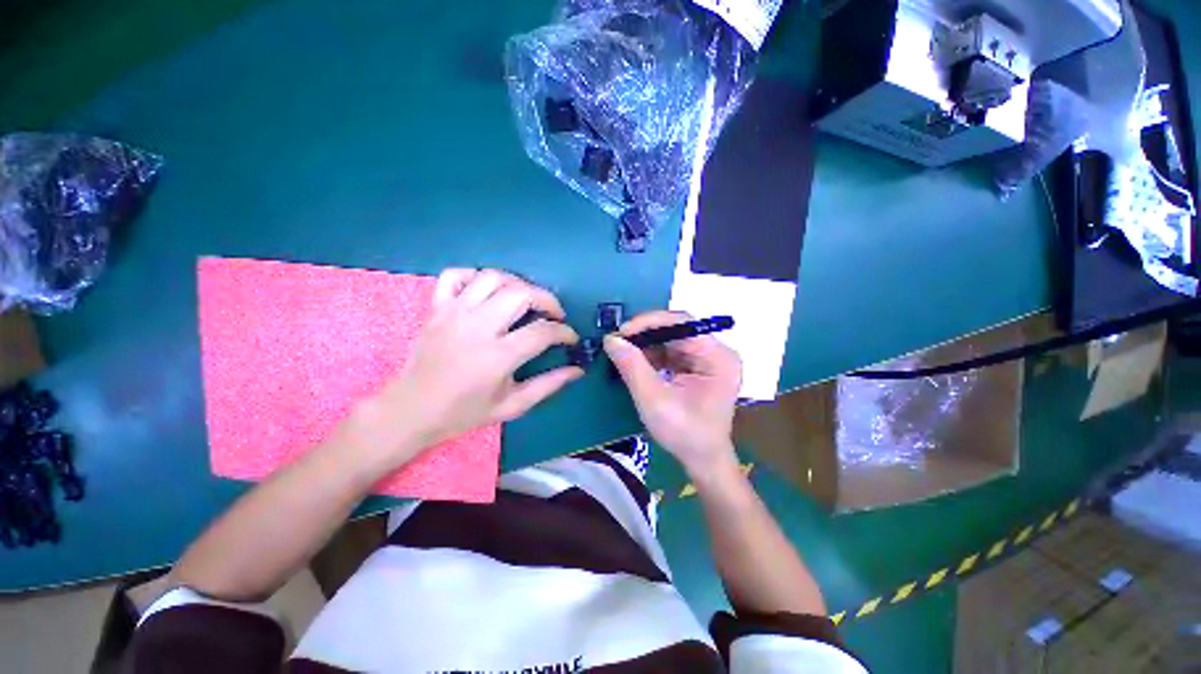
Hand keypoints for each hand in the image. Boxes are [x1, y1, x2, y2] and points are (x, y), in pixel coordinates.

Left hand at [344, 269, 581, 467]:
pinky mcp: (436, 307)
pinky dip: (475, 276)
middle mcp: (477, 327)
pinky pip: (455, 275)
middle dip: (547, 300)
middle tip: (554, 314)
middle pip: (521, 294)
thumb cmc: (464, 412)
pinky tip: (487, 291)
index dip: (565, 332)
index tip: (570, 338)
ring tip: (526, 299)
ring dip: (518, 283)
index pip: (543, 332)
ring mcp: (453, 313)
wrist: (411, 410)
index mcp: (497, 356)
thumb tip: (578, 370)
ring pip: (493, 277)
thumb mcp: (512, 406)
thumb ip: (548, 385)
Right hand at [603, 311, 741, 481]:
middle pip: (677, 329)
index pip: (682, 323)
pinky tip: (635, 361)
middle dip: (645, 334)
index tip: (621, 332)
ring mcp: (707, 359)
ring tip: (622, 351)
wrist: (702, 461)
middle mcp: (716, 352)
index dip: (650, 323)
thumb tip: (611, 339)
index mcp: (717, 357)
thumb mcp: (654, 400)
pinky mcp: (697, 367)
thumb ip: (632, 366)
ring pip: (671, 339)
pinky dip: (651, 355)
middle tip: (617, 341)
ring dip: (645, 345)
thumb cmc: (684, 433)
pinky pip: (671, 352)